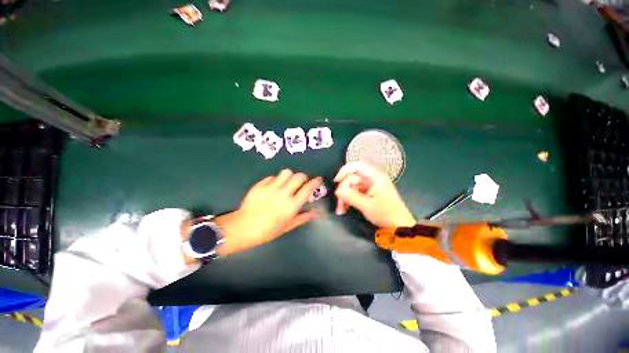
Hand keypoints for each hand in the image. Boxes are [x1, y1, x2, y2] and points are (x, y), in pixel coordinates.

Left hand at [214, 170, 321, 255]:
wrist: (243, 227)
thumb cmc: (267, 231)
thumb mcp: (287, 226)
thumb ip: (302, 218)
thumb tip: (315, 214)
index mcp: (292, 205)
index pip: (308, 188)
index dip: (315, 182)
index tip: (319, 179)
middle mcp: (283, 193)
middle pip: (299, 176)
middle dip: (303, 177)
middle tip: (302, 182)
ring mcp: (271, 187)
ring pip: (286, 172)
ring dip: (290, 176)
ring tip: (288, 182)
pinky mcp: (260, 185)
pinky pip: (273, 176)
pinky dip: (277, 179)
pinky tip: (274, 186)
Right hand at [334, 162, 415, 227]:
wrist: (398, 225)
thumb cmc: (386, 214)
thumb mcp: (367, 206)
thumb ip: (351, 196)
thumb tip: (337, 190)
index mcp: (375, 177)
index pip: (356, 166)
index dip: (344, 171)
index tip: (336, 181)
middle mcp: (372, 178)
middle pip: (351, 178)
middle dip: (343, 190)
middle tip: (339, 203)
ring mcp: (370, 186)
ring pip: (351, 187)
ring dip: (344, 197)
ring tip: (341, 210)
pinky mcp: (368, 193)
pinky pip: (354, 192)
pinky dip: (348, 199)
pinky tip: (344, 209)